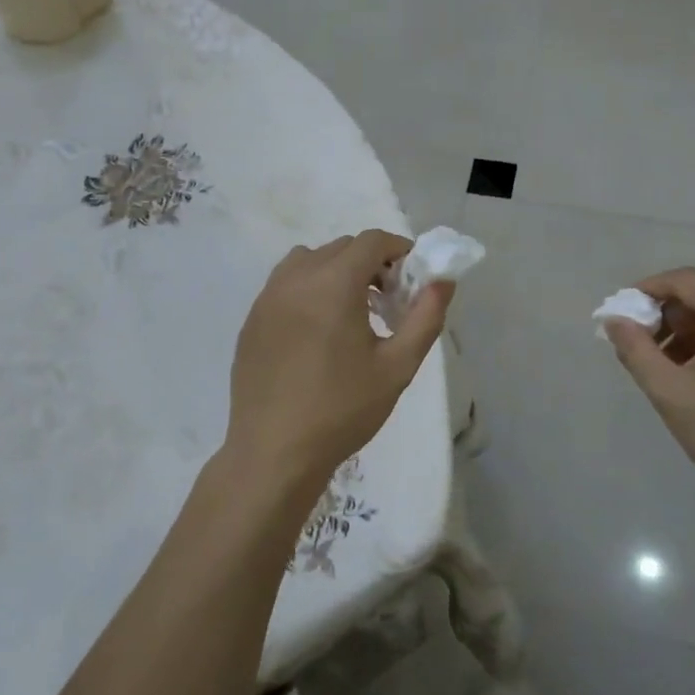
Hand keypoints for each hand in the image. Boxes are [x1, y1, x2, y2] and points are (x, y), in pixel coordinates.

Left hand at [225, 229, 452, 502]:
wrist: (274, 452)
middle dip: (370, 263)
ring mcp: (267, 298)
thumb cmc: (342, 410)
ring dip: (336, 272)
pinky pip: (284, 285)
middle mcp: (296, 279)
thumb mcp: (397, 367)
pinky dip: (308, 289)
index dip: (398, 251)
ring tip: (351, 313)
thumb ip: (425, 317)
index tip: (412, 279)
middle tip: (388, 302)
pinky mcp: (251, 320)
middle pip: (341, 248)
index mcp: (333, 284)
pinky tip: (317, 333)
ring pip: (308, 261)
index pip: (371, 241)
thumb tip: (443, 282)